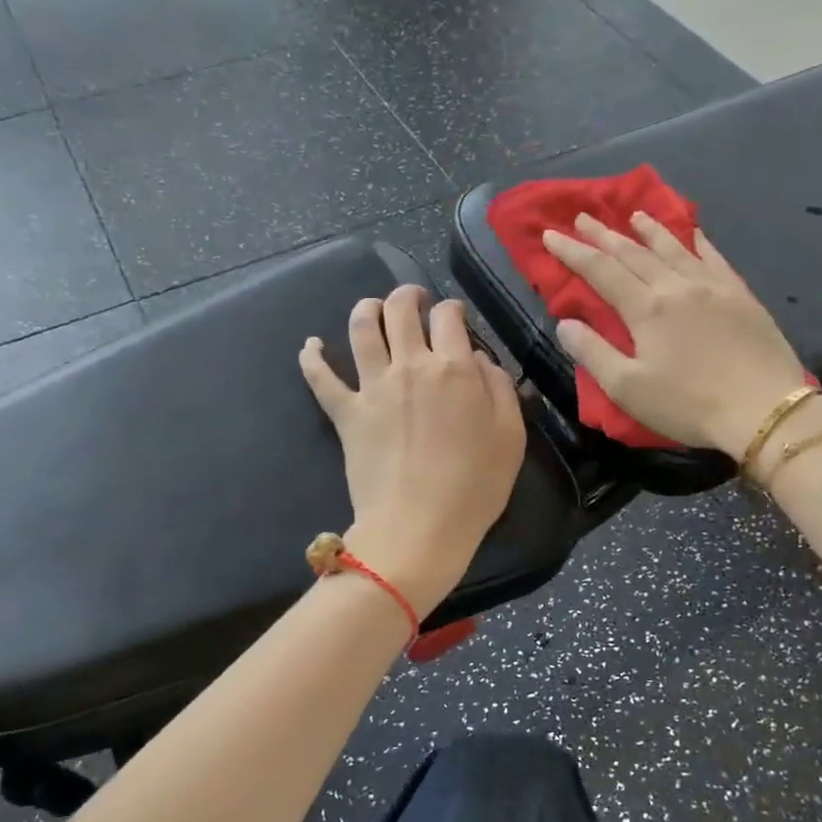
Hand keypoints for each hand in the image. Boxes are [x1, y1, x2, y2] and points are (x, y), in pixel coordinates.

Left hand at [300, 286, 526, 614]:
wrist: (419, 526)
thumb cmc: (475, 487)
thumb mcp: (511, 436)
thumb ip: (499, 388)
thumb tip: (478, 358)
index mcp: (455, 369)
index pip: (449, 317)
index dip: (451, 309)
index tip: (454, 317)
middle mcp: (411, 366)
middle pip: (401, 310)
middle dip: (407, 296)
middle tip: (412, 299)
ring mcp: (374, 387)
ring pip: (361, 328)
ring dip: (366, 309)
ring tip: (371, 308)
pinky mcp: (346, 413)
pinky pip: (321, 377)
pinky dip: (312, 357)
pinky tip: (311, 345)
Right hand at [544, 212, 808, 457]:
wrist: (764, 410)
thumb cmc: (689, 404)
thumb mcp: (628, 388)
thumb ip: (592, 352)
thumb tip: (565, 323)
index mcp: (646, 309)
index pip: (601, 271)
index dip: (573, 252)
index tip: (550, 234)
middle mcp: (677, 286)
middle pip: (634, 253)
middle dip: (604, 235)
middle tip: (583, 217)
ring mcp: (713, 287)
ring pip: (674, 248)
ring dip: (649, 230)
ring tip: (633, 215)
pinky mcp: (741, 295)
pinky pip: (714, 257)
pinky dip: (697, 241)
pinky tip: (692, 232)